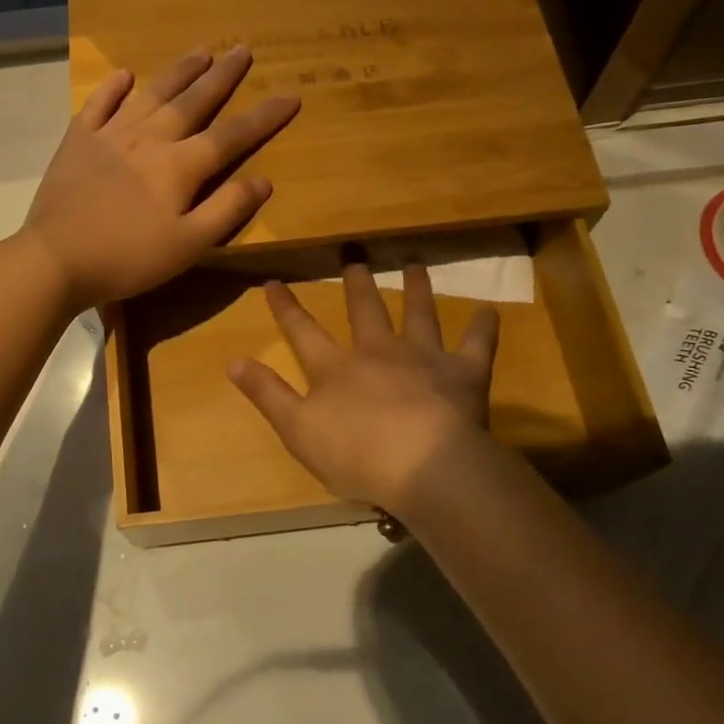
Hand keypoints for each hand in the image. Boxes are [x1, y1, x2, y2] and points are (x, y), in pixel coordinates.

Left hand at [19, 47, 298, 311]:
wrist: (56, 258)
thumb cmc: (129, 258)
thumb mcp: (189, 245)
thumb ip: (227, 210)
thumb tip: (263, 179)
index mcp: (181, 166)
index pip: (232, 135)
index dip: (264, 117)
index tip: (290, 95)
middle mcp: (150, 139)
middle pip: (193, 101)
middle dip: (222, 76)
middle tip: (242, 49)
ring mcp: (111, 135)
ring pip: (152, 94)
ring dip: (179, 71)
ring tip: (201, 51)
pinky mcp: (78, 141)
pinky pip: (99, 104)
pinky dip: (113, 87)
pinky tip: (125, 75)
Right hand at [229, 264, 500, 517]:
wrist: (423, 465)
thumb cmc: (355, 454)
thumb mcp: (297, 429)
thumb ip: (267, 393)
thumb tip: (232, 360)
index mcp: (336, 368)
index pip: (303, 331)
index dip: (286, 307)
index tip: (274, 280)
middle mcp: (378, 352)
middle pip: (365, 311)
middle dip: (357, 285)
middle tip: (355, 257)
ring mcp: (423, 358)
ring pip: (419, 314)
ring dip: (416, 289)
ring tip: (414, 265)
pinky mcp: (463, 374)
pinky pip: (476, 345)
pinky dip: (483, 328)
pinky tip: (491, 311)